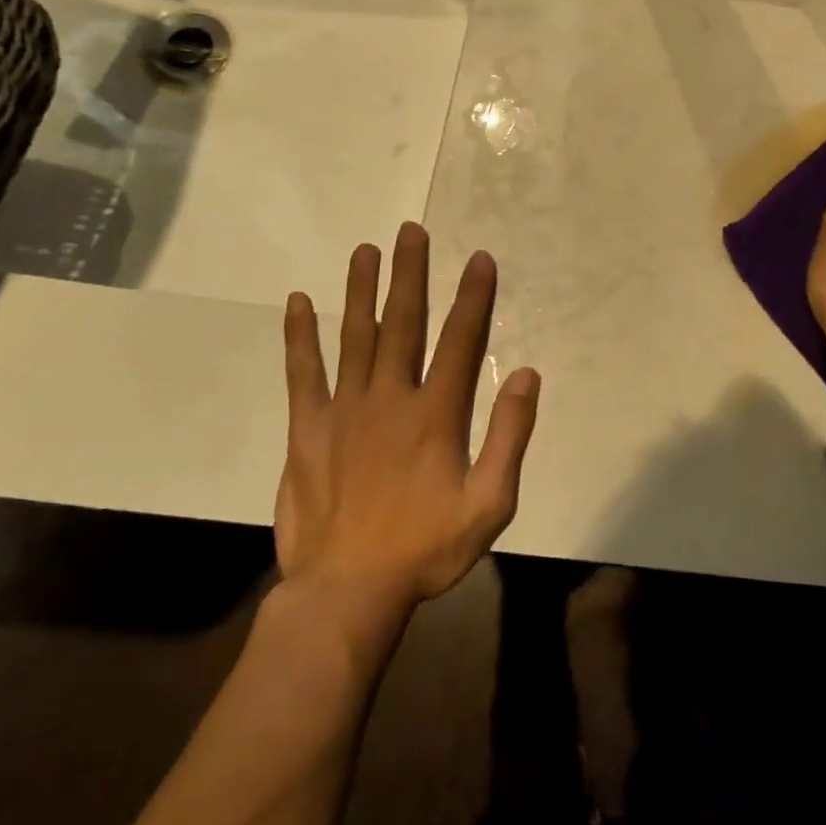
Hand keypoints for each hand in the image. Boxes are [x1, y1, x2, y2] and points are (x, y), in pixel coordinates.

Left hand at [275, 222, 539, 628]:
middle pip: (403, 323)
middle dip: (410, 274)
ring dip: (361, 290)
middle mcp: (391, 398)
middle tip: (410, 230)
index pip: (461, 340)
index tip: (479, 258)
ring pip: (355, 336)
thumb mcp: (490, 503)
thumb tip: (528, 374)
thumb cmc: (426, 549)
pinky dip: (300, 337)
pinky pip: (303, 374)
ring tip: (365, 250)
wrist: (346, 594)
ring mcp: (344, 410)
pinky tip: (298, 303)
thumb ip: (511, 435)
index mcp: (436, 414)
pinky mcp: (307, 430)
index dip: (473, 296)